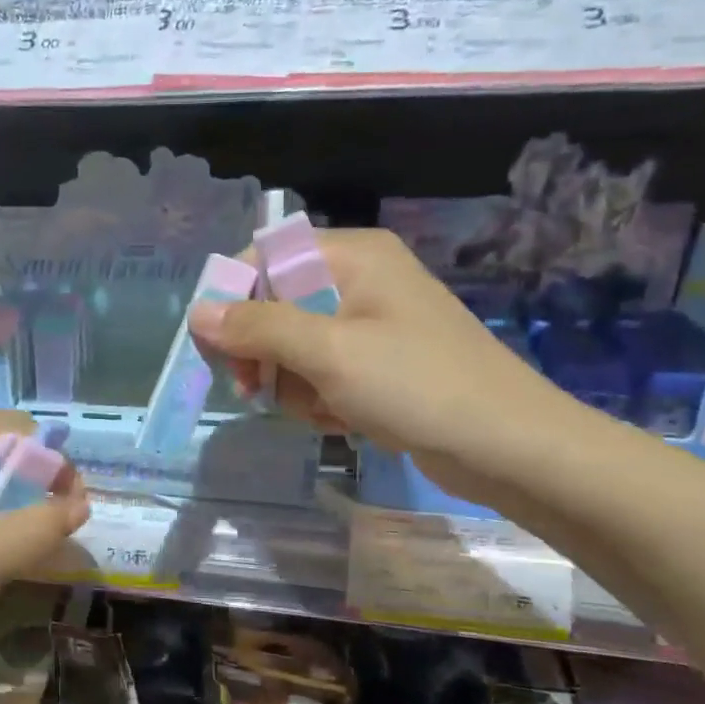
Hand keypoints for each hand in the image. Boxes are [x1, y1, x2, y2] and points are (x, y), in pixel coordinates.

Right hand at [189, 228, 579, 504]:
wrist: (507, 447)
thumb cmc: (417, 386)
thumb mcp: (328, 353)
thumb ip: (258, 328)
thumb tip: (197, 311)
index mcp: (352, 256)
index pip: (265, 259)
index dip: (232, 298)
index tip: (213, 348)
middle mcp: (359, 280)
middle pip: (274, 304)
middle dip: (263, 353)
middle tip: (257, 390)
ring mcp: (369, 324)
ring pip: (293, 346)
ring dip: (291, 384)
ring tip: (320, 409)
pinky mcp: (377, 363)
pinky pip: (321, 372)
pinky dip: (318, 398)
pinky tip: (339, 419)